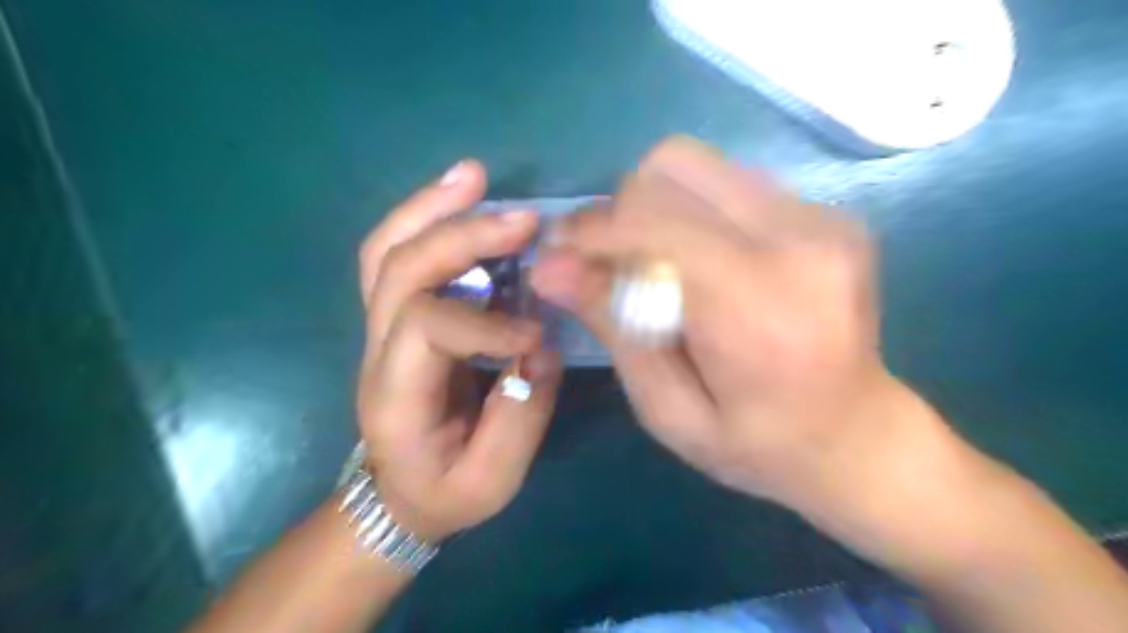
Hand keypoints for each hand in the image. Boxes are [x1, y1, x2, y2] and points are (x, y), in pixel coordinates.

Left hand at [354, 160, 560, 542]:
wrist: (398, 494)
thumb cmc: (444, 491)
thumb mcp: (490, 481)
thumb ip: (519, 419)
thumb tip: (539, 349)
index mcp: (395, 395)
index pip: (427, 327)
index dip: (487, 323)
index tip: (536, 340)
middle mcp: (375, 350)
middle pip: (400, 271)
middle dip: (462, 239)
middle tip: (523, 219)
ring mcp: (379, 327)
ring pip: (387, 251)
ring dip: (432, 208)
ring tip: (474, 175)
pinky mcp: (396, 316)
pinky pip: (397, 254)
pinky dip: (426, 217)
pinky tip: (461, 193)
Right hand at [533, 135, 939, 507]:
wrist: (857, 437)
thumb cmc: (758, 446)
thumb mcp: (669, 410)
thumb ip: (615, 328)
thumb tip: (549, 266)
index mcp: (760, 308)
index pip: (655, 224)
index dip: (592, 231)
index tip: (558, 254)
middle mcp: (800, 241)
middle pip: (672, 170)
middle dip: (621, 213)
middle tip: (609, 265)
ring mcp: (821, 217)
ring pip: (697, 165)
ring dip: (655, 208)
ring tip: (654, 264)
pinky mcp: (826, 212)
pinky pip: (729, 182)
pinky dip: (692, 212)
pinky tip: (699, 262)